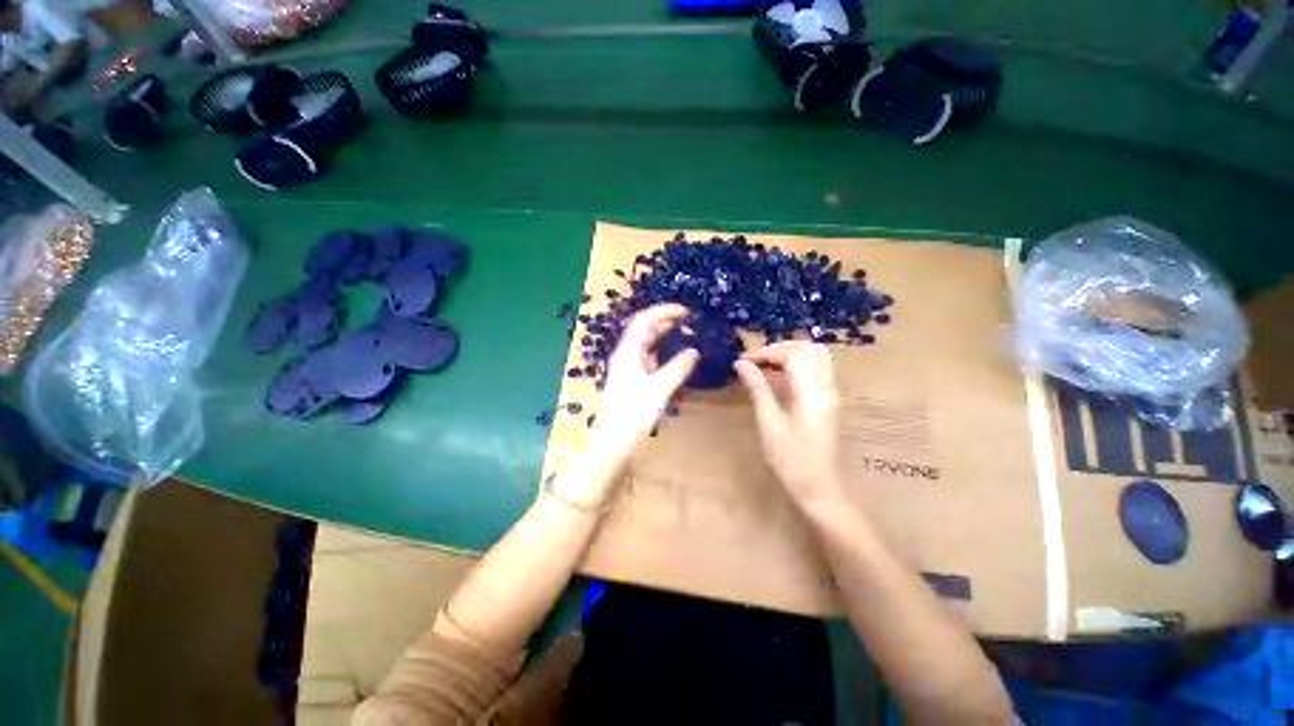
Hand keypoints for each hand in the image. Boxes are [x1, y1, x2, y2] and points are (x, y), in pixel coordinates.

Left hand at [589, 304, 698, 463]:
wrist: (614, 444)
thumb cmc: (633, 414)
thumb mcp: (659, 389)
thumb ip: (678, 368)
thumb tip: (694, 351)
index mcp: (628, 351)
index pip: (645, 320)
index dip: (665, 311)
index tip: (688, 312)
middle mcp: (628, 355)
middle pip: (647, 331)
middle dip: (670, 325)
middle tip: (695, 329)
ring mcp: (631, 369)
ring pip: (651, 346)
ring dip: (669, 341)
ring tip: (692, 341)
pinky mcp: (636, 382)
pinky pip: (653, 362)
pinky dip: (667, 358)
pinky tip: (681, 362)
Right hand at [734, 341, 844, 507]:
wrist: (819, 488)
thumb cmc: (790, 459)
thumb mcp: (769, 422)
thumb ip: (757, 388)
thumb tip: (741, 364)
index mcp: (813, 392)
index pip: (793, 355)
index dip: (766, 352)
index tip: (744, 360)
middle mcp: (827, 386)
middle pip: (809, 348)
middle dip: (780, 347)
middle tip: (756, 359)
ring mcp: (832, 393)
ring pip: (817, 355)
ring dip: (792, 352)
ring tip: (767, 364)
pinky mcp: (830, 400)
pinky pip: (818, 368)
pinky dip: (799, 363)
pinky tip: (780, 375)